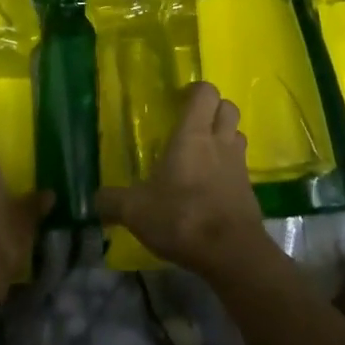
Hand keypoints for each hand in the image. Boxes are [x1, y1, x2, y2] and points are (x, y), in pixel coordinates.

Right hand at [96, 82, 276, 282]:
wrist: (232, 255)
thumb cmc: (182, 217)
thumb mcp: (135, 211)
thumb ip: (112, 201)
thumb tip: (95, 200)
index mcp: (192, 135)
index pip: (205, 92)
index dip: (194, 90)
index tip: (177, 100)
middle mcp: (219, 142)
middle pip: (228, 108)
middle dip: (213, 109)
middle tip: (191, 123)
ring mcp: (238, 166)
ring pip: (237, 135)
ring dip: (224, 137)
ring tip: (202, 153)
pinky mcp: (249, 192)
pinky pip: (241, 167)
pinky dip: (229, 169)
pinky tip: (210, 188)